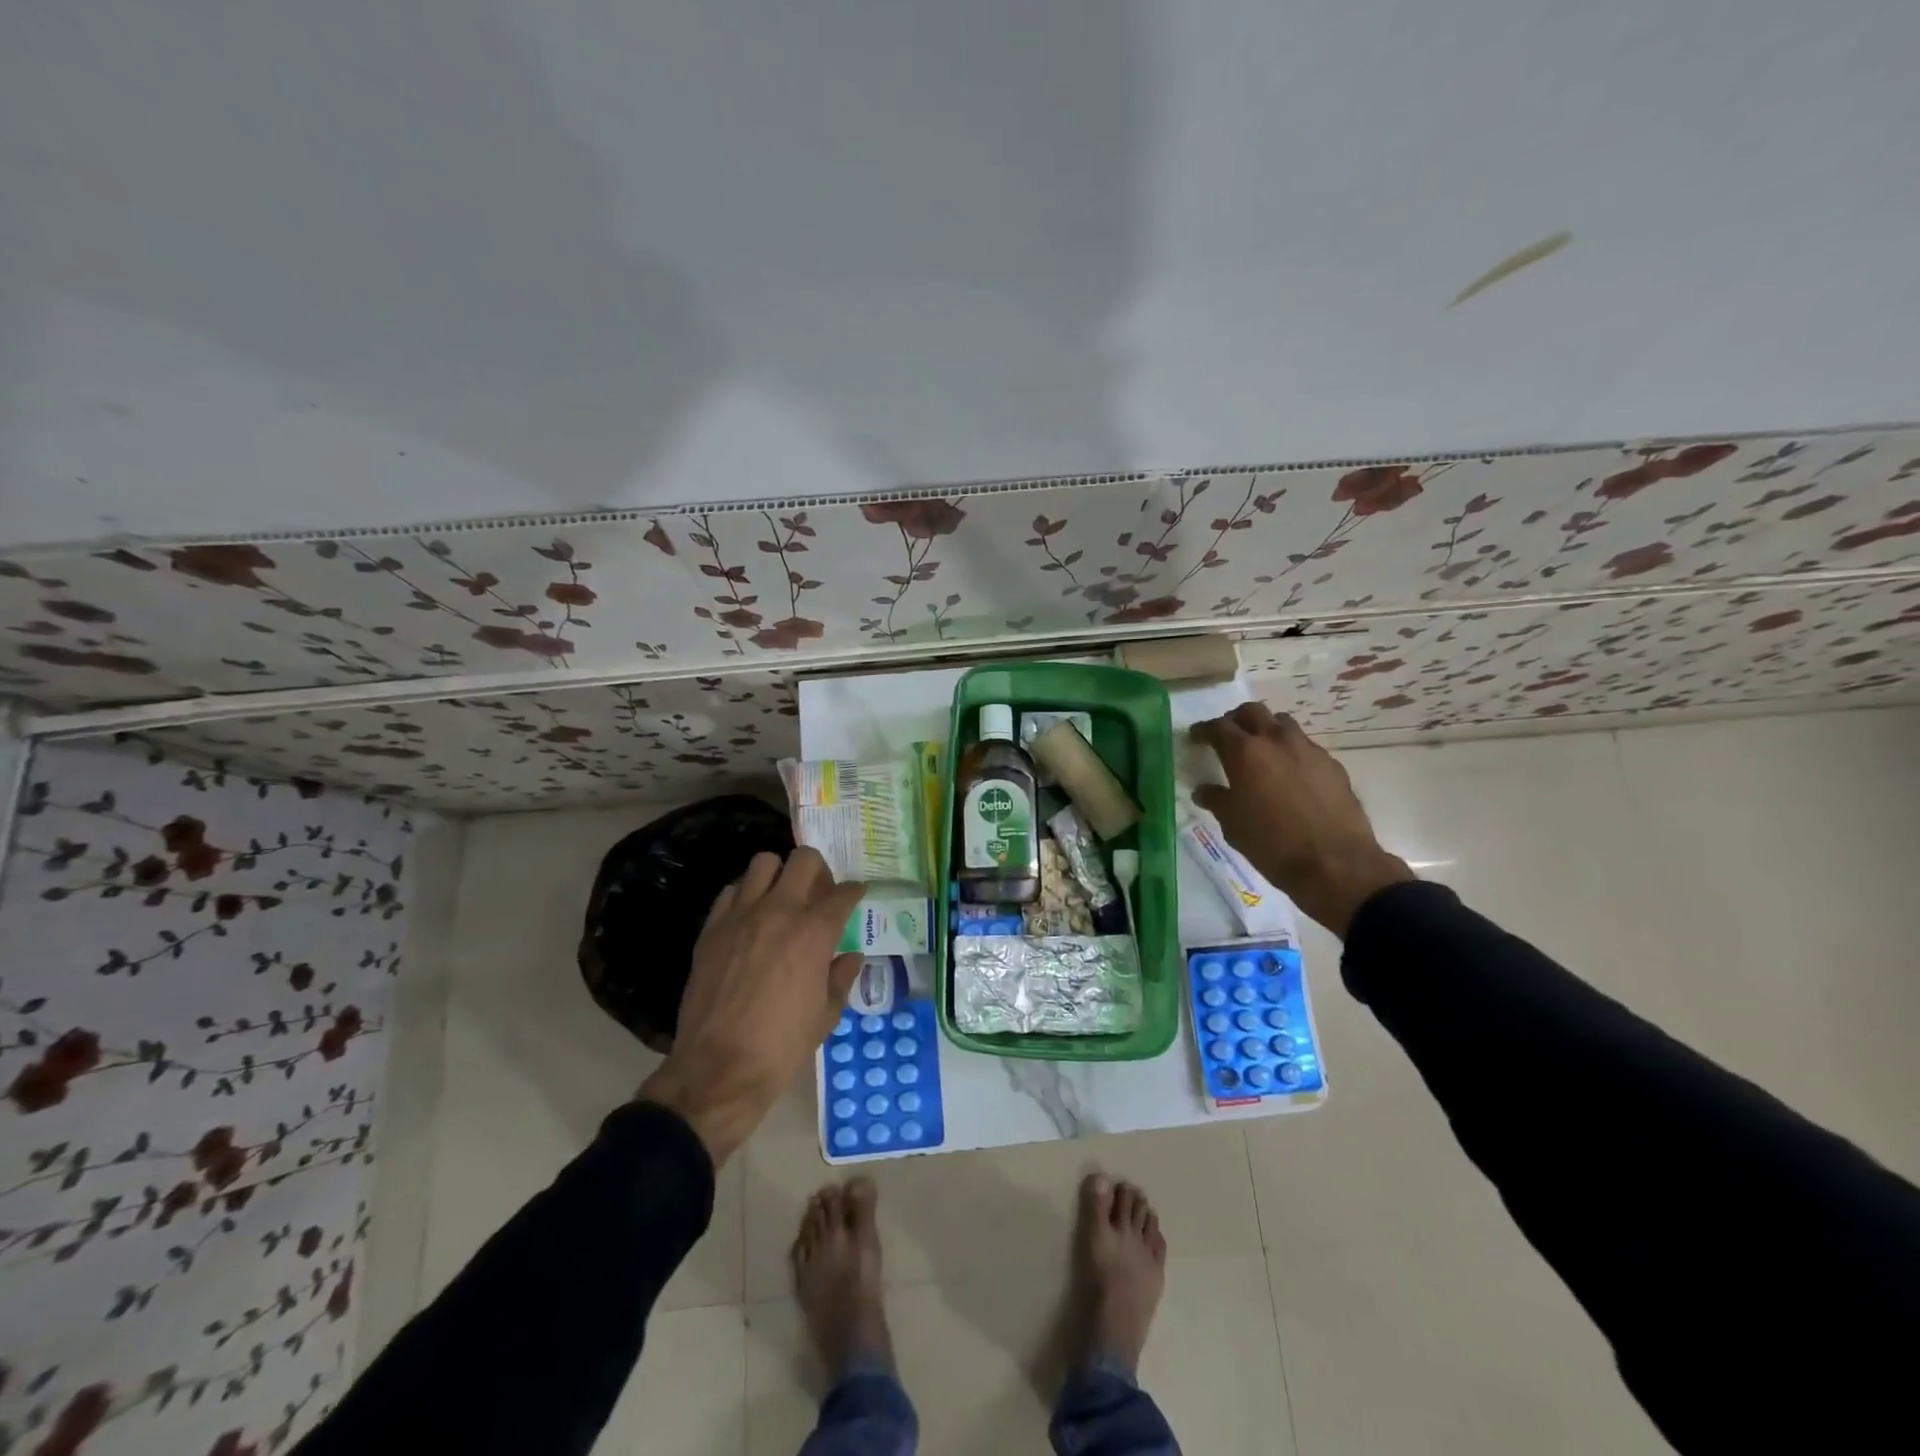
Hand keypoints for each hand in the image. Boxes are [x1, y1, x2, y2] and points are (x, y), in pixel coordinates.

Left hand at [638, 847, 864, 1163]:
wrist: (719, 1069)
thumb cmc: (782, 1046)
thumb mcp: (826, 1015)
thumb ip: (841, 978)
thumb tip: (850, 958)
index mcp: (814, 931)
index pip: (843, 893)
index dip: (854, 892)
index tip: (856, 895)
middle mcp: (779, 911)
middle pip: (804, 860)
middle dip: (819, 870)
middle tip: (819, 893)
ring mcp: (741, 915)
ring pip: (763, 863)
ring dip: (779, 874)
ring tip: (782, 898)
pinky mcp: (712, 928)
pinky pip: (731, 891)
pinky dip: (746, 894)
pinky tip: (750, 917)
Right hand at [1190, 703, 1412, 936]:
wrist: (1334, 863)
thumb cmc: (1271, 843)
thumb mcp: (1232, 824)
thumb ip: (1216, 799)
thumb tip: (1204, 790)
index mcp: (1245, 753)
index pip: (1218, 727)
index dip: (1203, 730)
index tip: (1196, 737)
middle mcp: (1276, 741)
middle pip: (1252, 712)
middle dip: (1236, 719)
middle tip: (1227, 736)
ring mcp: (1308, 750)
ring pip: (1282, 723)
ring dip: (1267, 729)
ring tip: (1260, 750)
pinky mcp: (1332, 764)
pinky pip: (1305, 746)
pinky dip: (1291, 751)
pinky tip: (1289, 775)